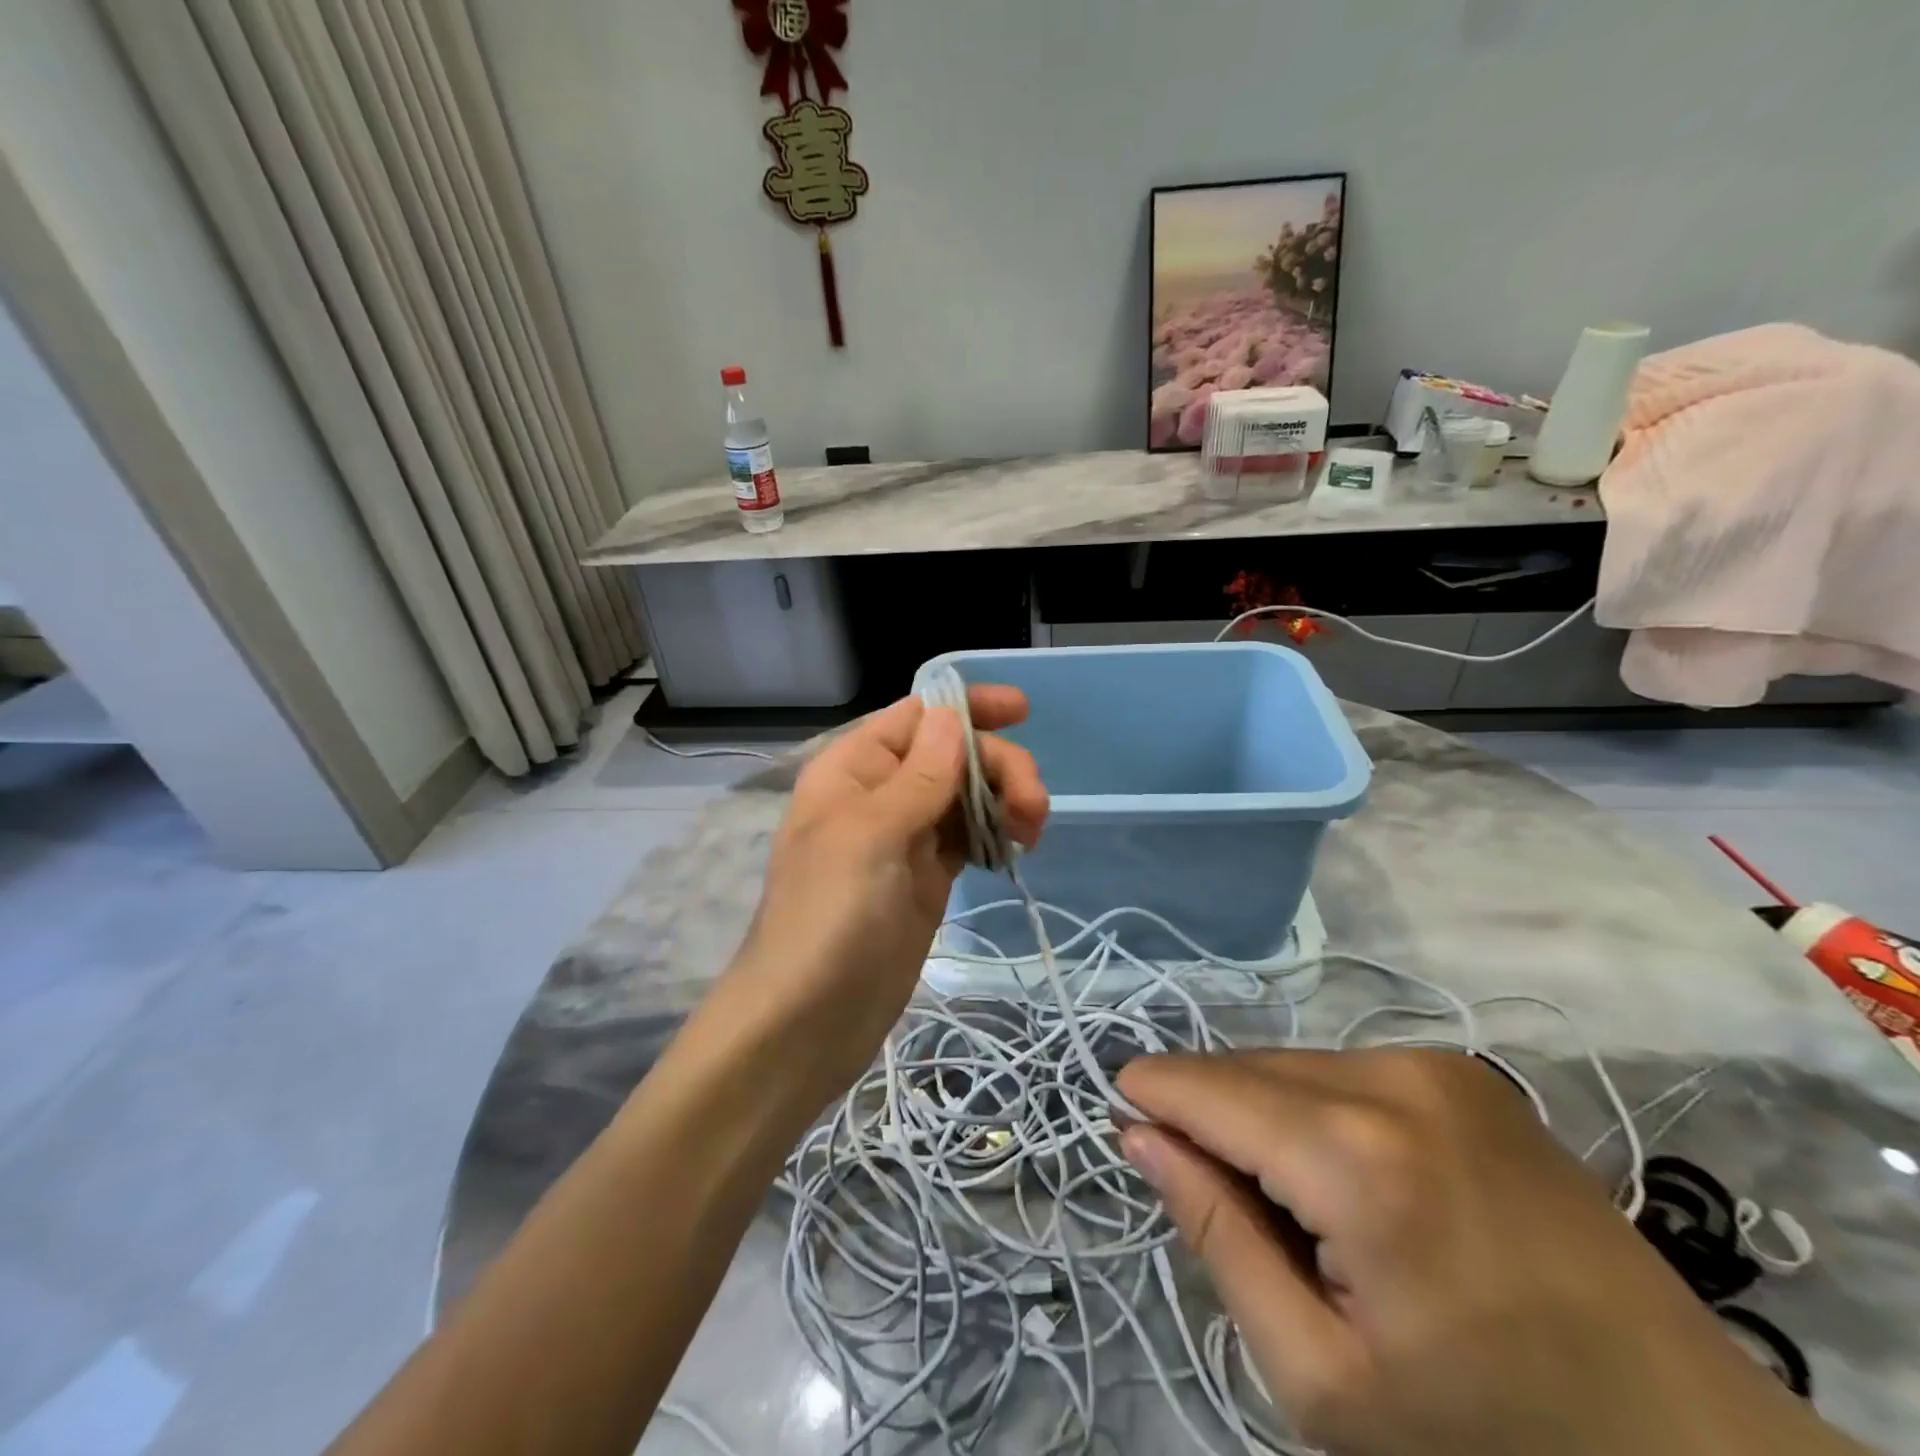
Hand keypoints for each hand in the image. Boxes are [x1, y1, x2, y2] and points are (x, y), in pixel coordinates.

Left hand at [731, 687, 1047, 1095]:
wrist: (809, 1021)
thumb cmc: (828, 919)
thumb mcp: (871, 836)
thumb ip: (917, 776)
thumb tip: (951, 714)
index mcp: (853, 769)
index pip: (916, 716)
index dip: (967, 708)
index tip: (1022, 711)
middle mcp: (880, 794)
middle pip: (952, 755)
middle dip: (999, 768)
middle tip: (1035, 809)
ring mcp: (906, 838)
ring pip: (967, 795)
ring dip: (1005, 800)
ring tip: (1032, 833)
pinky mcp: (927, 878)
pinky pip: (970, 836)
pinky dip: (996, 833)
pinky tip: (1016, 849)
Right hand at [1117, 1049, 1860, 1455]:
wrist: (1689, 1446)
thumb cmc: (1488, 1437)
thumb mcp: (1321, 1376)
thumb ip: (1216, 1235)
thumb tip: (1139, 1135)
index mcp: (1355, 1155)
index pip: (1205, 1087)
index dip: (1150, 1095)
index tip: (1119, 1118)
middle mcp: (1392, 1075)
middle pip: (1246, 1068)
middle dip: (1206, 1112)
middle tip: (1210, 1192)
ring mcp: (1436, 1063)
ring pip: (1291, 1064)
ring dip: (1260, 1112)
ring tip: (1289, 1200)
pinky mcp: (1465, 1070)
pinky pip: (1342, 1069)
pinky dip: (1313, 1107)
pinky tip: (1345, 1176)